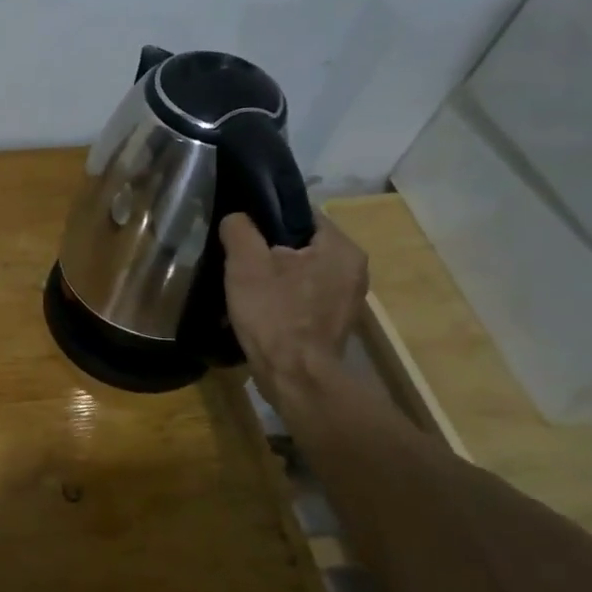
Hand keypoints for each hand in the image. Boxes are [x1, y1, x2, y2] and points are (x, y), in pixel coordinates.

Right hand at [220, 213, 368, 395]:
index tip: (242, 232)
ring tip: (248, 284)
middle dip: (271, 249)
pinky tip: (263, 307)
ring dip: (277, 274)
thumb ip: (239, 228)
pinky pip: (306, 295)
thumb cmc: (274, 314)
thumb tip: (237, 218)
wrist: (294, 378)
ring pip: (303, 270)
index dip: (267, 217)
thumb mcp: (246, 263)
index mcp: (340, 247)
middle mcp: (354, 268)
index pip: (300, 213)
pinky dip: (285, 297)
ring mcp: (348, 299)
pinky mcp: (336, 322)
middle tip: (240, 259)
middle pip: (302, 243)